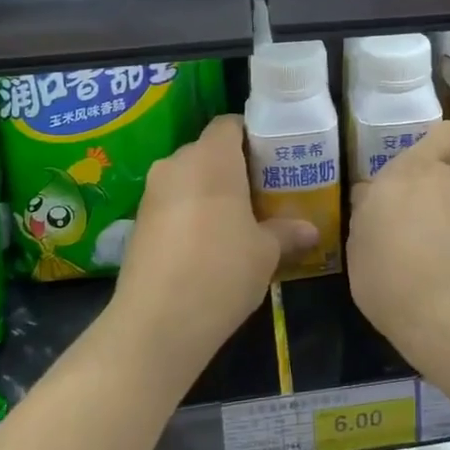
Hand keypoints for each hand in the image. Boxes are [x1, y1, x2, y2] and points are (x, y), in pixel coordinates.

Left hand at [115, 115, 316, 359]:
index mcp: (211, 158)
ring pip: (189, 179)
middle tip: (264, 193)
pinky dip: (191, 214)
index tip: (274, 159)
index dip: (253, 136)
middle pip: (209, 151)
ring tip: (240, 222)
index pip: (230, 125)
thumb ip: (287, 232)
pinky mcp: (138, 224)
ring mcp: (152, 194)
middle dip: (235, 168)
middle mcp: (176, 165)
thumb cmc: (222, 270)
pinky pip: (172, 204)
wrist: (156, 324)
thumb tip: (312, 231)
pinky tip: (209, 246)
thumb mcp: (266, 252)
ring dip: (212, 193)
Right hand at [348, 120, 449, 361]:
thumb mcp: (358, 247)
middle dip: (429, 199)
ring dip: (445, 228)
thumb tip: (374, 201)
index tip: (426, 165)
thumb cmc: (390, 276)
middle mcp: (449, 183)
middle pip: (442, 179)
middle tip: (406, 231)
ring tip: (424, 267)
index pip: (446, 134)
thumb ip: (370, 214)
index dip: (443, 144)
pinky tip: (444, 284)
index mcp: (410, 172)